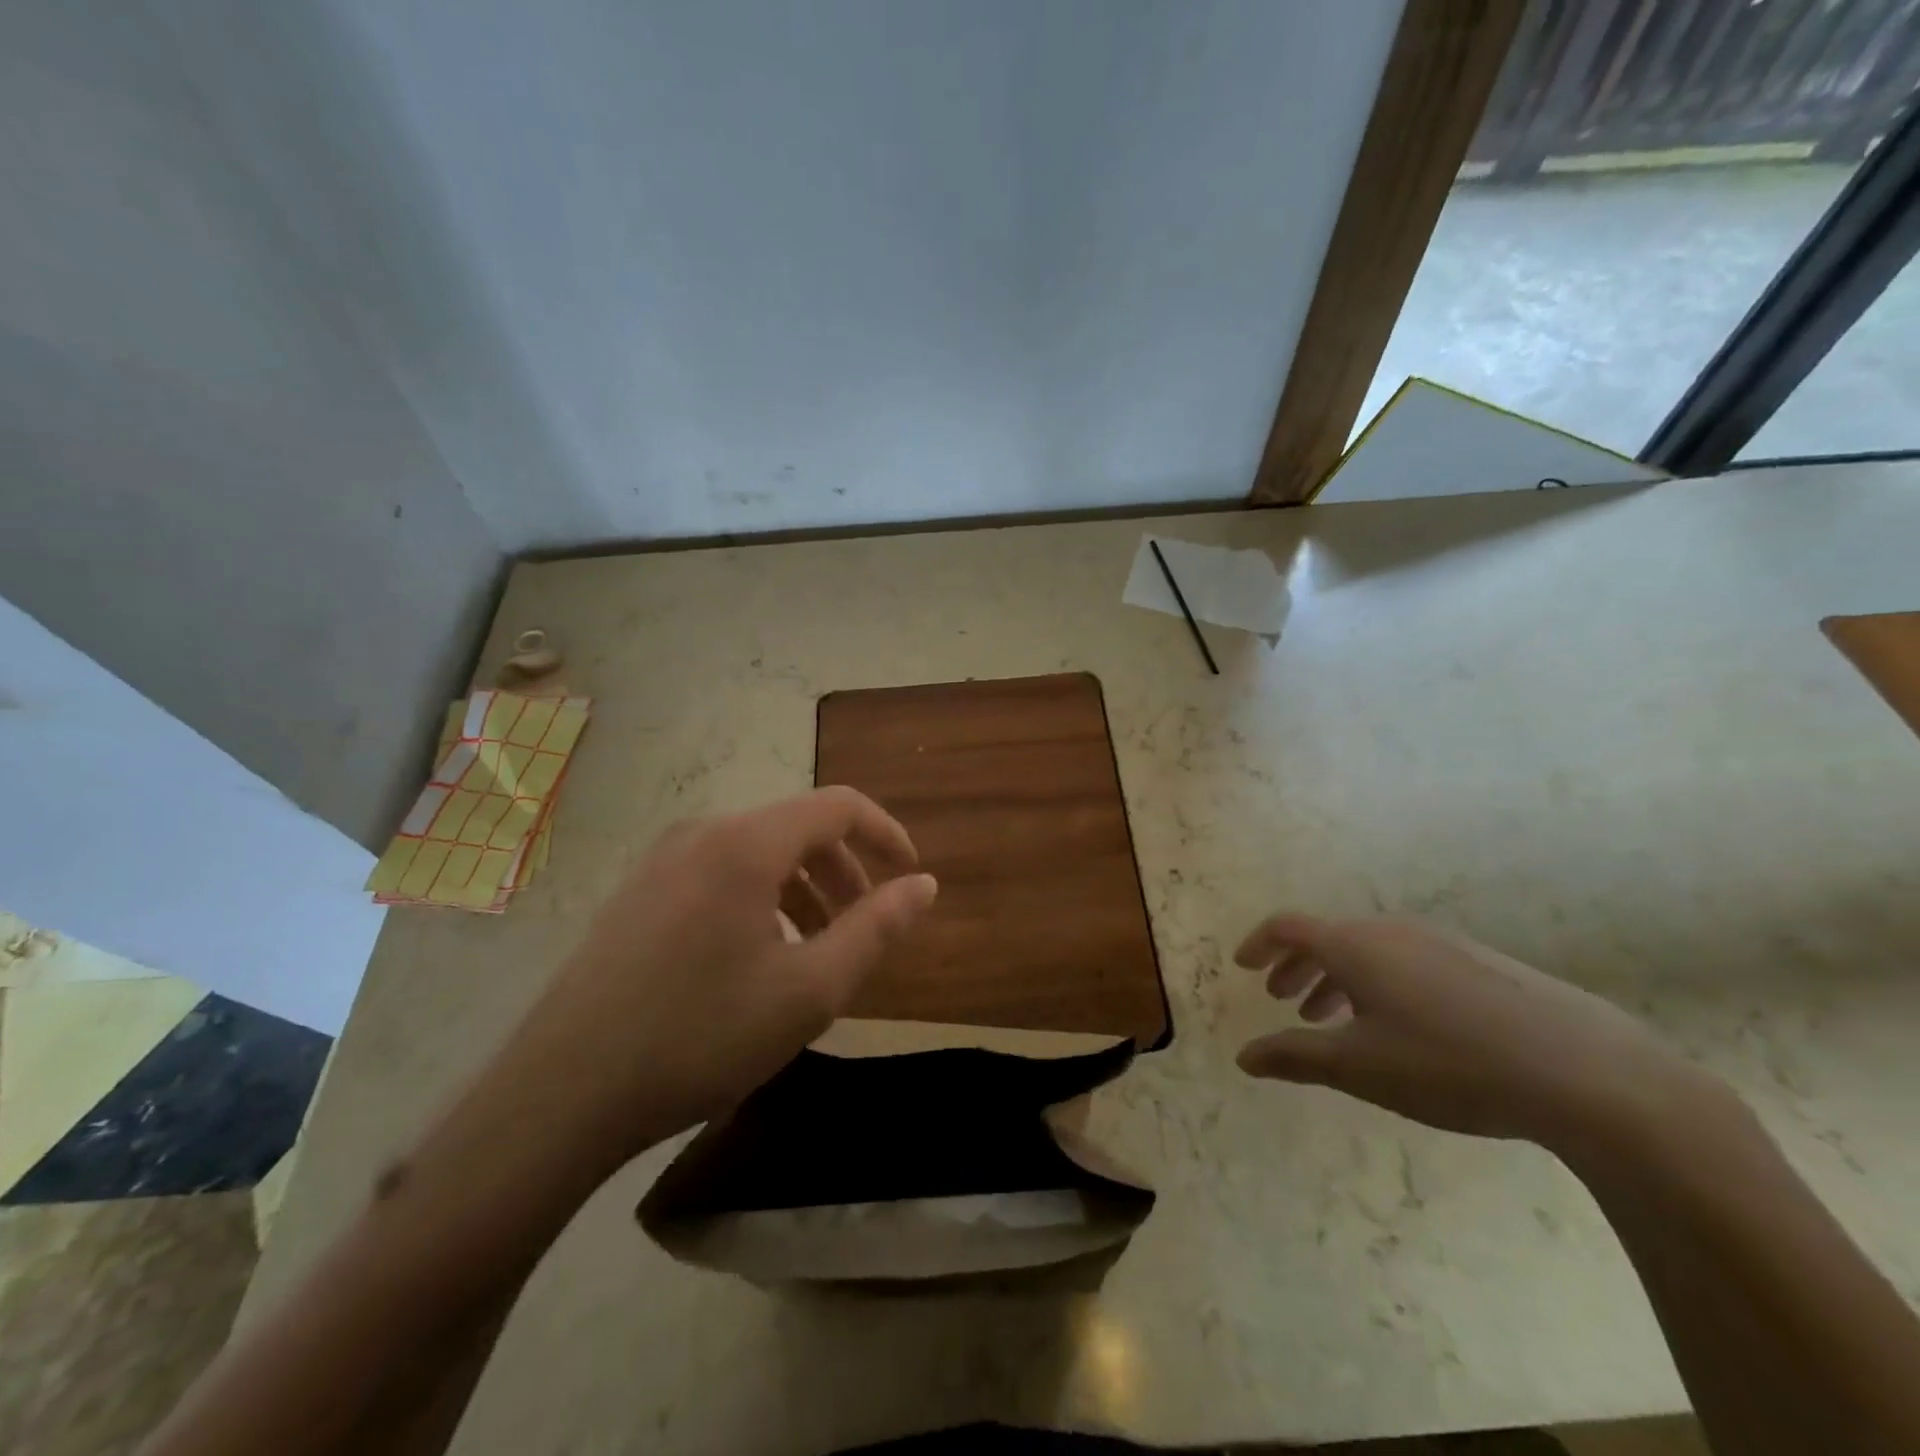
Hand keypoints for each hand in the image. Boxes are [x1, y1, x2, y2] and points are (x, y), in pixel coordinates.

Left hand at [492, 787, 936, 1171]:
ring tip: (816, 950)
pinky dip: (761, 900)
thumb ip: (877, 929)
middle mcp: (702, 833)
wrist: (560, 1096)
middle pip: (798, 828)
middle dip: (844, 872)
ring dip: (803, 889)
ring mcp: (661, 861)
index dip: (886, 834)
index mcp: (746, 843)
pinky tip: (757, 959)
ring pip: (758, 853)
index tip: (911, 877)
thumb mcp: (810, 990)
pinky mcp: (637, 893)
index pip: (839, 806)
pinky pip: (720, 874)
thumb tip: (924, 886)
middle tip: (863, 929)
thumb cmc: (700, 1036)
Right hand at [1234, 914, 1710, 1150]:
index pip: (1288, 927)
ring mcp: (1441, 942)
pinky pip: (1406, 960)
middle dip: (1298, 966)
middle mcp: (1391, 931)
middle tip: (1283, 1000)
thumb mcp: (1359, 1069)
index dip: (1258, 944)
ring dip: (1338, 978)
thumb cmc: (1449, 1064)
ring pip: (1369, 951)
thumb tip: (1244, 1056)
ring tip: (1333, 1019)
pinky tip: (1399, 1027)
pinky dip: (1379, 983)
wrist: (1585, 1071)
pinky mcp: (1480, 962)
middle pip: (1328, 937)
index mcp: (1354, 946)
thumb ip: (1294, 1057)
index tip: (1242, 967)